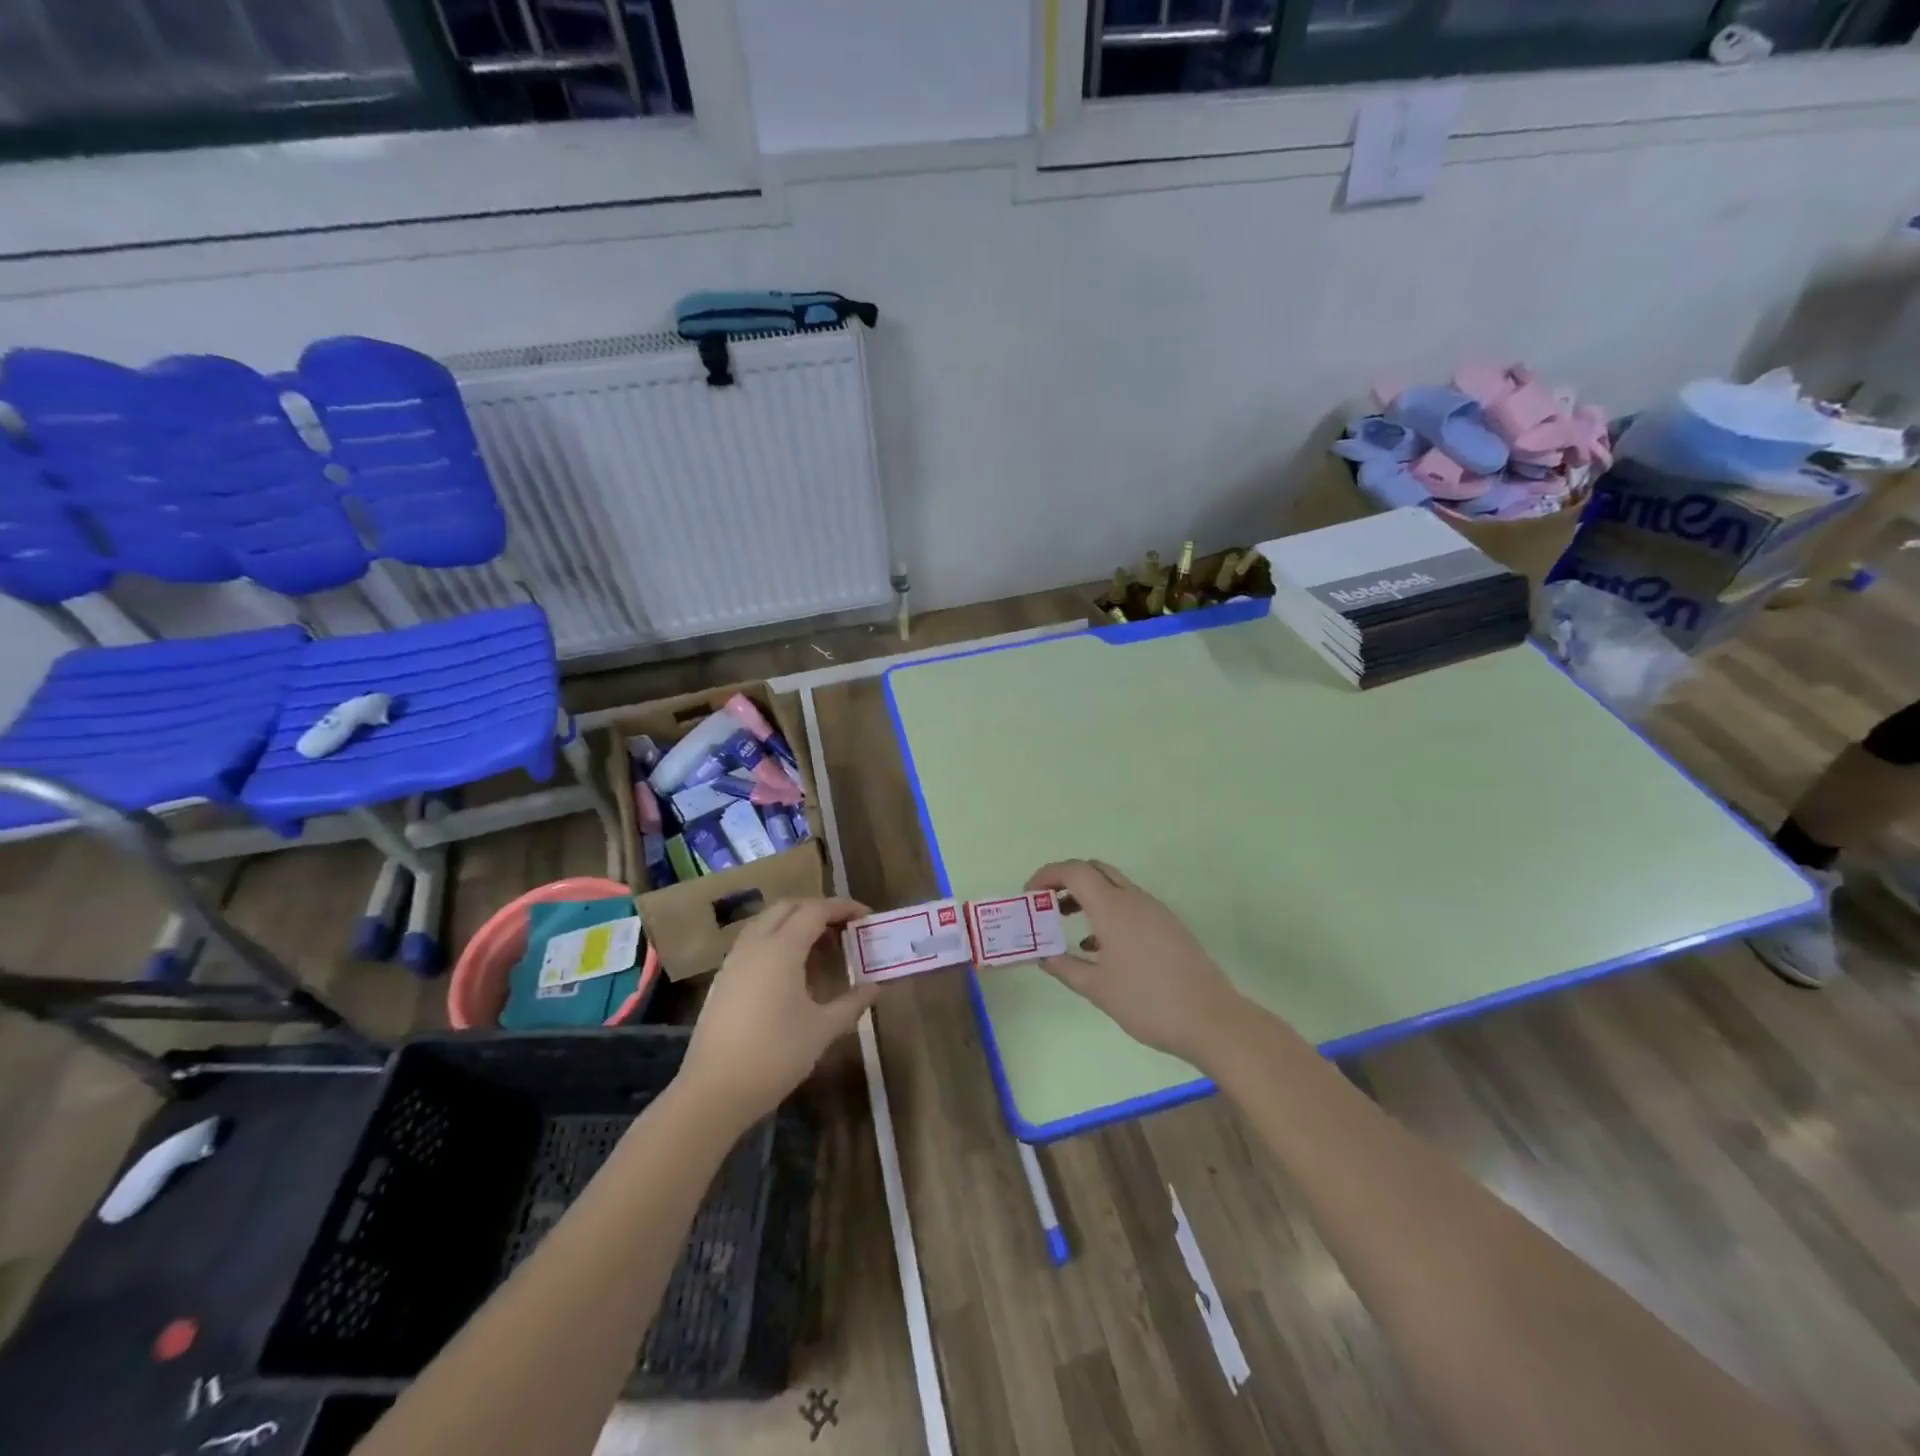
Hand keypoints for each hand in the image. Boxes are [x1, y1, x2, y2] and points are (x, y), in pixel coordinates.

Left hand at [679, 898, 877, 1127]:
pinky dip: (777, 939)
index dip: (843, 907)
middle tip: (844, 928)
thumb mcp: (822, 1030)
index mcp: (782, 949)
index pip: (815, 910)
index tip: (865, 915)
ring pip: (767, 922)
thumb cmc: (775, 1056)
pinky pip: (754, 941)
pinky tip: (791, 969)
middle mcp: (755, 944)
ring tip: (820, 946)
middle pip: (788, 907)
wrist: (714, 1092)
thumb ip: (851, 1003)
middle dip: (818, 909)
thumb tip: (874, 987)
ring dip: (795, 922)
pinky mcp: (723, 979)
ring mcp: (734, 960)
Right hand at [1026, 859, 1245, 1065]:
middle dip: (1066, 880)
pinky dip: (1107, 911)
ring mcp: (1154, 910)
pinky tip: (1099, 946)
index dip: (1047, 875)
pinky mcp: (1168, 926)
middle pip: (1094, 869)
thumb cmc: (1147, 1001)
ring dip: (1087, 895)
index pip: (1074, 871)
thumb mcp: (1097, 989)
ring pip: (1114, 886)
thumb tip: (1044, 955)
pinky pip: (1130, 904)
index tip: (1029, 895)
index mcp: (1113, 907)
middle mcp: (1134, 899)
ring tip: (1066, 923)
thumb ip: (1065, 968)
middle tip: (1046, 903)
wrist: (1210, 1019)